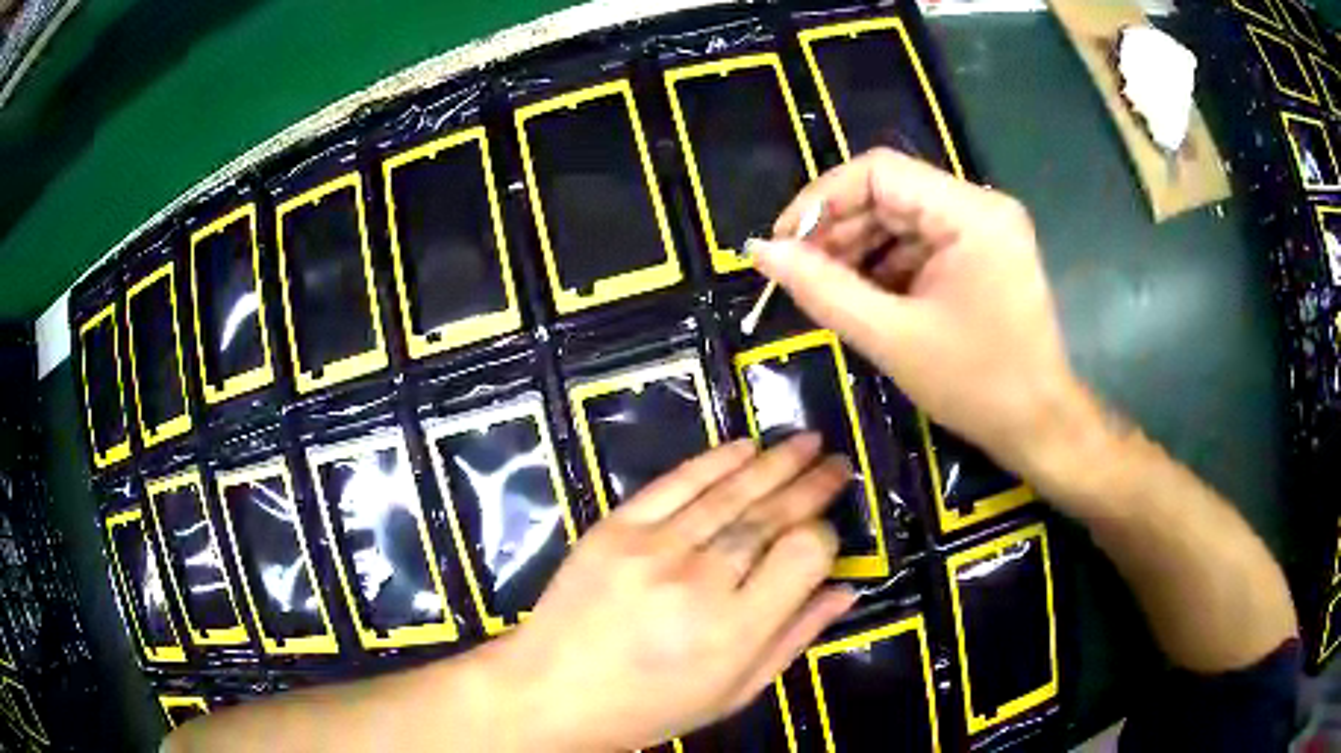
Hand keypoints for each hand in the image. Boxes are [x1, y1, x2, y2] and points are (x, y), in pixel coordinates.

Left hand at [491, 436, 856, 751]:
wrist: (550, 691)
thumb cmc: (648, 707)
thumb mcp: (732, 693)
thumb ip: (792, 639)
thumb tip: (844, 591)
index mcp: (732, 630)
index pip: (802, 555)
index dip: (823, 538)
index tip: (827, 533)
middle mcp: (697, 580)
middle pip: (769, 517)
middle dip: (811, 486)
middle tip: (839, 464)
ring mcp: (651, 547)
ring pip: (728, 493)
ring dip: (774, 463)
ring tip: (810, 442)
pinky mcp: (614, 528)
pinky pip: (674, 483)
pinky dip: (714, 461)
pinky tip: (746, 446)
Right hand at [751, 148, 1085, 479]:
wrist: (1038, 425)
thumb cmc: (975, 386)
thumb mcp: (891, 337)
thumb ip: (822, 288)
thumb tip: (759, 250)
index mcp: (970, 214)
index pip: (879, 171)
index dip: (821, 199)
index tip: (782, 242)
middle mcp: (981, 206)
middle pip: (890, 192)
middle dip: (838, 228)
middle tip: (796, 271)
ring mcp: (984, 229)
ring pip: (902, 217)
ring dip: (858, 248)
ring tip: (823, 287)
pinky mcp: (983, 252)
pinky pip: (921, 242)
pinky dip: (886, 264)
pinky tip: (861, 294)